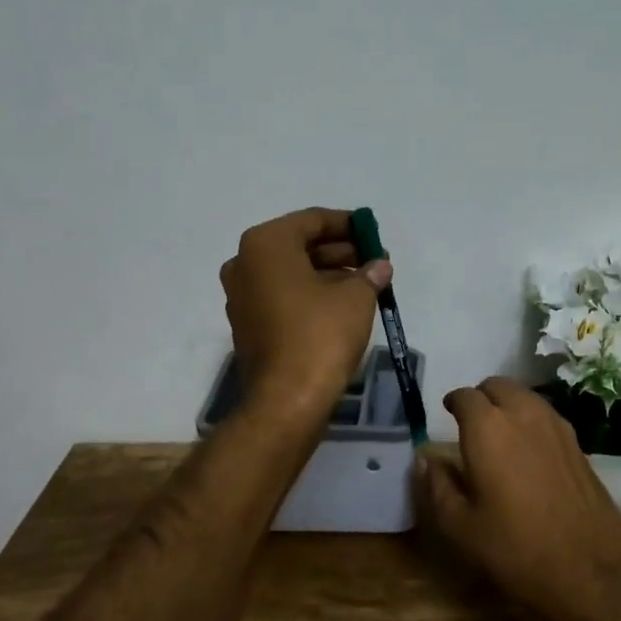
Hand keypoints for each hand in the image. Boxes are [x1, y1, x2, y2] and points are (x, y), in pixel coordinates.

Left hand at [221, 208, 390, 425]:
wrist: (287, 400)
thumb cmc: (320, 335)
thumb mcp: (356, 298)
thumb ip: (369, 273)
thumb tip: (379, 266)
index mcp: (266, 245)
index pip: (312, 220)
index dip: (347, 224)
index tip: (372, 233)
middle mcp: (245, 263)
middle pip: (299, 245)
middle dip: (339, 250)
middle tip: (373, 260)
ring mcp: (241, 295)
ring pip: (291, 272)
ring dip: (327, 273)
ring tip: (365, 283)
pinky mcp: (247, 323)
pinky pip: (282, 295)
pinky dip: (310, 293)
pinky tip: (342, 304)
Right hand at [415, 377, 620, 620]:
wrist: (592, 569)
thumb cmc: (516, 549)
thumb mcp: (461, 527)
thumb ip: (438, 486)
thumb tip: (425, 459)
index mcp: (487, 428)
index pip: (465, 396)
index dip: (453, 403)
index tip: (446, 415)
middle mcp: (523, 414)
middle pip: (498, 386)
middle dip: (481, 397)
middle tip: (470, 422)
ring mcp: (556, 425)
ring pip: (525, 396)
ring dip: (507, 404)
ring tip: (497, 433)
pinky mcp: (577, 442)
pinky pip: (545, 415)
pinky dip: (529, 419)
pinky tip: (526, 449)